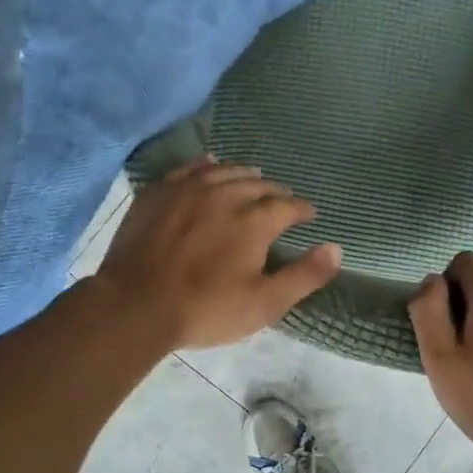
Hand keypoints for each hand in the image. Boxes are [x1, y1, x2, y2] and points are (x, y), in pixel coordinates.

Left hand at [93, 159, 341, 350]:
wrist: (135, 305)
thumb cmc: (205, 309)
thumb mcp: (264, 303)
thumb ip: (304, 276)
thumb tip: (337, 248)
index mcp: (254, 220)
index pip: (288, 205)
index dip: (303, 209)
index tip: (309, 214)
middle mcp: (225, 194)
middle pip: (258, 184)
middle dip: (276, 191)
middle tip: (283, 199)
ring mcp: (188, 189)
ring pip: (224, 171)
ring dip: (244, 174)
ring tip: (254, 178)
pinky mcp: (158, 193)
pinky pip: (188, 169)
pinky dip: (206, 165)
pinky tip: (210, 163)